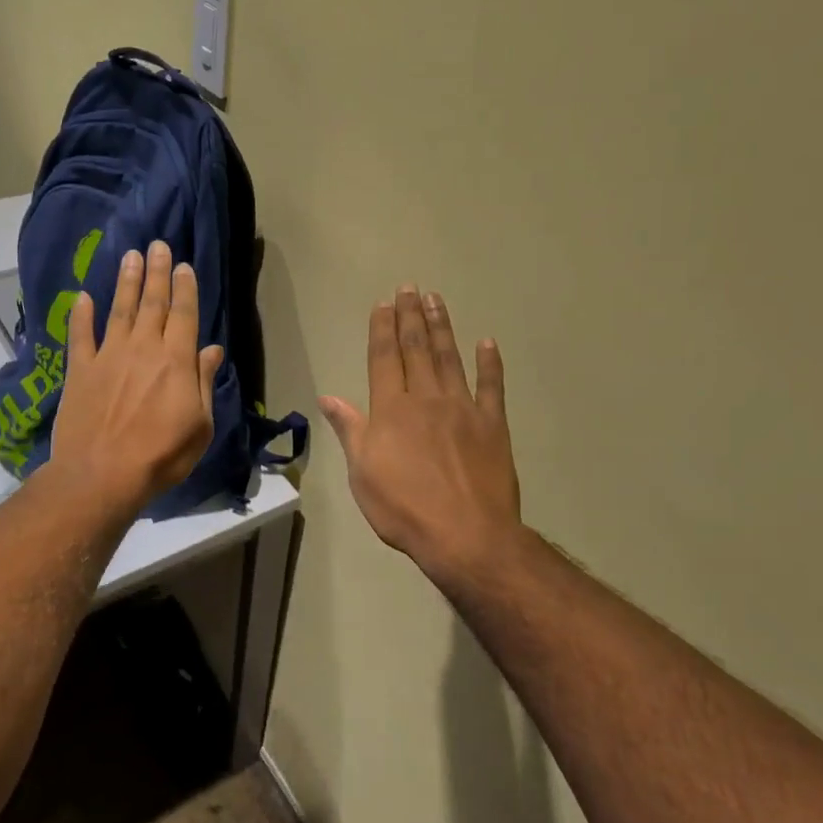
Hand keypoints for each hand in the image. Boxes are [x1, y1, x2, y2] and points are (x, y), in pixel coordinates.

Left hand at [49, 241, 224, 514]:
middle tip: (157, 245)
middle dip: (157, 272)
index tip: (184, 265)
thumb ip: (202, 382)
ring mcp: (108, 356)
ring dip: (126, 282)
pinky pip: (80, 335)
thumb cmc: (161, 456)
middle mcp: (142, 349)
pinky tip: (82, 297)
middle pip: (152, 303)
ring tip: (130, 256)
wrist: (101, 476)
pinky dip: (81, 314)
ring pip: (119, 310)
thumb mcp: (199, 425)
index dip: (185, 288)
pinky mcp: (80, 370)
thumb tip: (211, 349)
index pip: (183, 314)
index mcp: (175, 361)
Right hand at [320, 287, 524, 589]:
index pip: (384, 358)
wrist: (465, 535)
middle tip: (410, 287)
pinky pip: (492, 387)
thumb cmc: (404, 508)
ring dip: (442, 327)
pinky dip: (490, 363)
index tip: (384, 303)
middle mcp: (426, 398)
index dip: (383, 329)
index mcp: (391, 410)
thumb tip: (329, 396)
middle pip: (417, 349)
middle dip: (411, 316)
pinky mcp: (493, 425)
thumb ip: (350, 430)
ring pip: (450, 358)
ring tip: (436, 300)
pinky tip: (487, 343)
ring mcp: (463, 408)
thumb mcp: (362, 474)